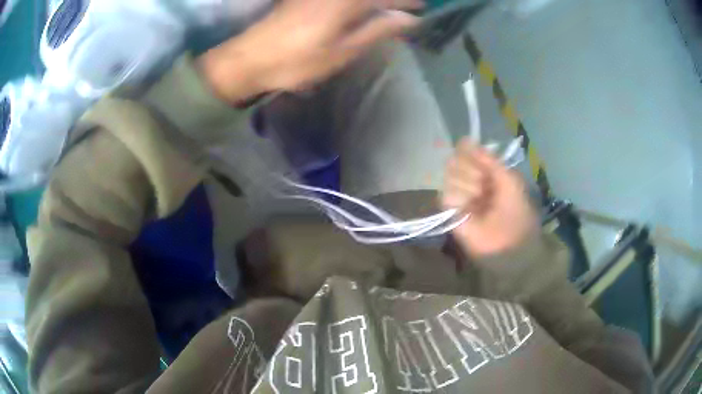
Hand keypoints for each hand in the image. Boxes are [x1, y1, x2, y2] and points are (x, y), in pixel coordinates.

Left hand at [199, 0, 421, 102]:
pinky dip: (356, 2)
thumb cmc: (297, 61)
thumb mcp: (342, 51)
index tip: (424, 6)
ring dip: (374, 1)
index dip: (407, 1)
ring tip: (387, 8)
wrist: (251, 57)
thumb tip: (408, 19)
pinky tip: (360, 8)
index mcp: (347, 2)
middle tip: (407, 6)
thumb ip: (376, 30)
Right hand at [441, 138, 538, 257]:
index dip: (471, 154)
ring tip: (480, 200)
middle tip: (485, 186)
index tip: (479, 161)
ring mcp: (459, 198)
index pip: (466, 151)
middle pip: (455, 161)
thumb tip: (464, 140)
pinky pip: (445, 196)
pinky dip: (458, 199)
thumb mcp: (509, 180)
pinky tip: (469, 208)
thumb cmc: (517, 213)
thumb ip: (489, 160)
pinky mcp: (451, 214)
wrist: (513, 247)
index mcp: (485, 171)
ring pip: (449, 176)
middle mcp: (470, 181)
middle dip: (472, 171)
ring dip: (468, 187)